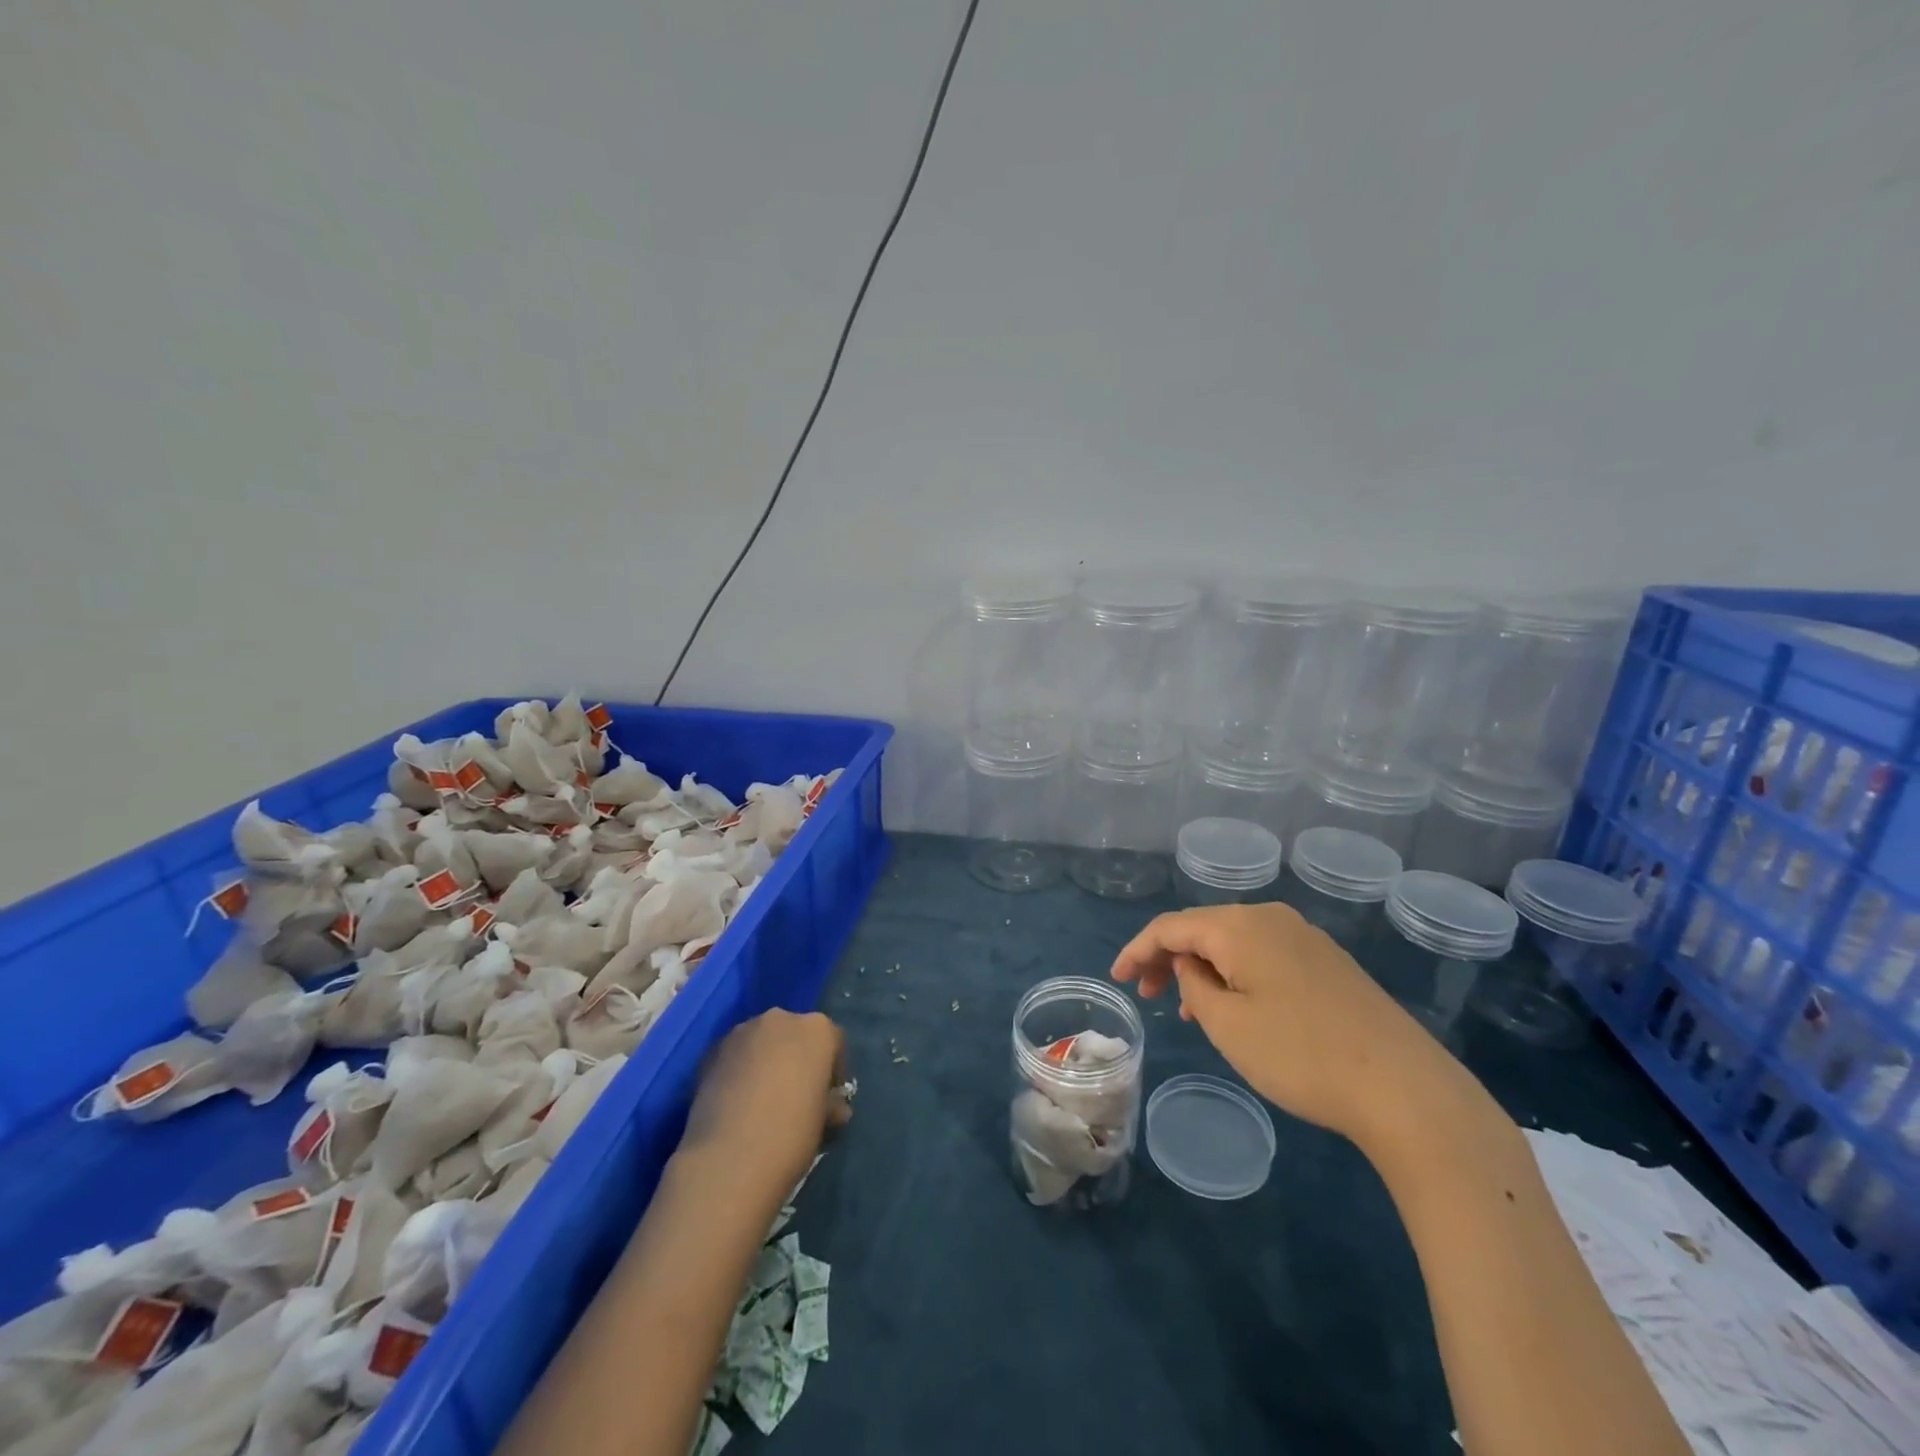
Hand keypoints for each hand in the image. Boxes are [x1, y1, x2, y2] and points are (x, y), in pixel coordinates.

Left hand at [680, 1009, 849, 1192]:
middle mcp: (781, 1019)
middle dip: (796, 1059)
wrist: (729, 1159)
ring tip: (761, 1100)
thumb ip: (830, 1104)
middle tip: (794, 1095)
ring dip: (765, 1061)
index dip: (833, 1070)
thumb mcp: (823, 1122)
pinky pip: (734, 1055)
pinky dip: (738, 1070)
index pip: (834, 1041)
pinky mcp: (711, 1050)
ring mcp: (742, 1031)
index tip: (828, 1097)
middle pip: (795, 1034)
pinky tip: (736, 1103)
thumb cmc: (791, 1135)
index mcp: (818, 1030)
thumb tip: (834, 1107)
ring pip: (762, 1042)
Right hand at [1111, 904, 1484, 1154]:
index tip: (1117, 978)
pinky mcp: (1328, 963)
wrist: (1405, 1088)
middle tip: (1148, 995)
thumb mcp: (1228, 1024)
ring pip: (1235, 942)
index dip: (1137, 949)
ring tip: (1190, 1010)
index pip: (1171, 926)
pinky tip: (1237, 1007)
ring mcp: (1305, 938)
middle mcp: (1271, 918)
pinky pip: (1264, 956)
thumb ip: (1195, 985)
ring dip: (1204, 968)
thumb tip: (1192, 964)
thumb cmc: (1301, 1055)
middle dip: (1169, 958)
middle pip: (1204, 928)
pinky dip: (1236, 974)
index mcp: (1240, 925)